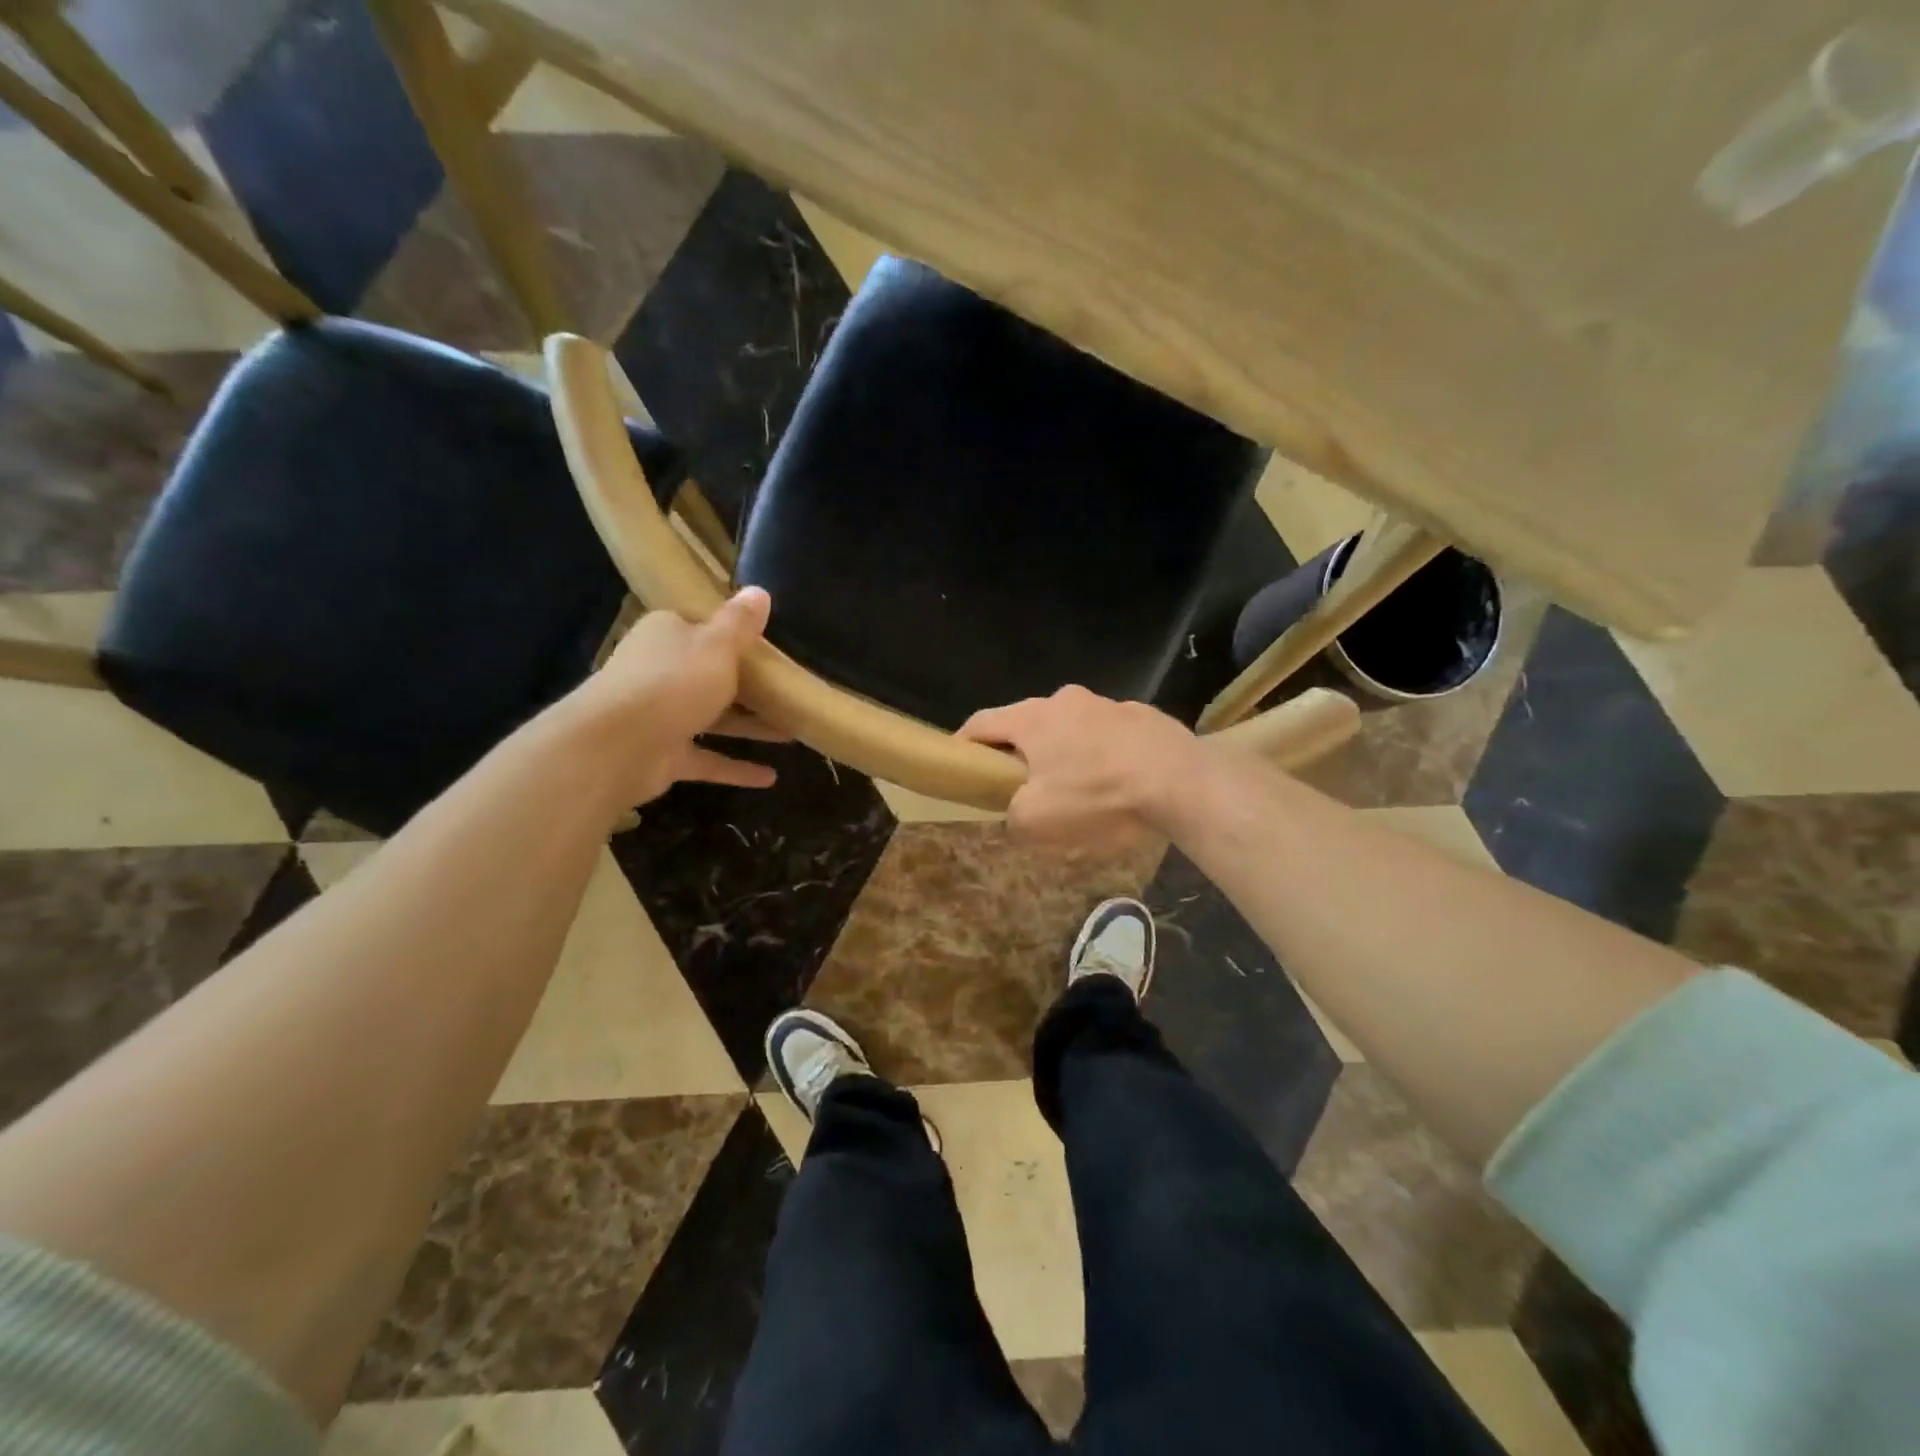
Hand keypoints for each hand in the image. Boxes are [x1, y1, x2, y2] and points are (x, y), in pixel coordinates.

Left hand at [563, 586, 784, 806]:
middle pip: (708, 674)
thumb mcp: (718, 645)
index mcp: (667, 635)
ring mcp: (659, 716)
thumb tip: (759, 590)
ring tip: (791, 734)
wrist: (617, 745)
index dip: (733, 635)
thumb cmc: (673, 682)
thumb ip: (741, 623)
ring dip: (750, 727)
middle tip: (788, 691)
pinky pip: (707, 759)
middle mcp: (659, 671)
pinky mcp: (663, 755)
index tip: (769, 646)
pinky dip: (736, 767)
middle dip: (748, 686)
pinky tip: (770, 778)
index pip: (700, 627)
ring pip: (712, 718)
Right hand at [958, 686, 1200, 848]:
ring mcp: (1109, 704)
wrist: (1180, 782)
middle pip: (1028, 723)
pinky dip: (1102, 753)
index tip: (960, 765)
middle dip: (1020, 751)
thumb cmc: (1097, 796)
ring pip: (1071, 727)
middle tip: (1021, 784)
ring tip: (1077, 787)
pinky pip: (1109, 735)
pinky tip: (1117, 782)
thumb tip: (1015, 816)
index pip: (981, 722)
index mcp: (1033, 718)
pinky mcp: (1143, 716)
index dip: (964, 744)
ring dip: (1065, 751)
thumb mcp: (1038, 821)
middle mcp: (1067, 700)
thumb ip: (1012, 817)